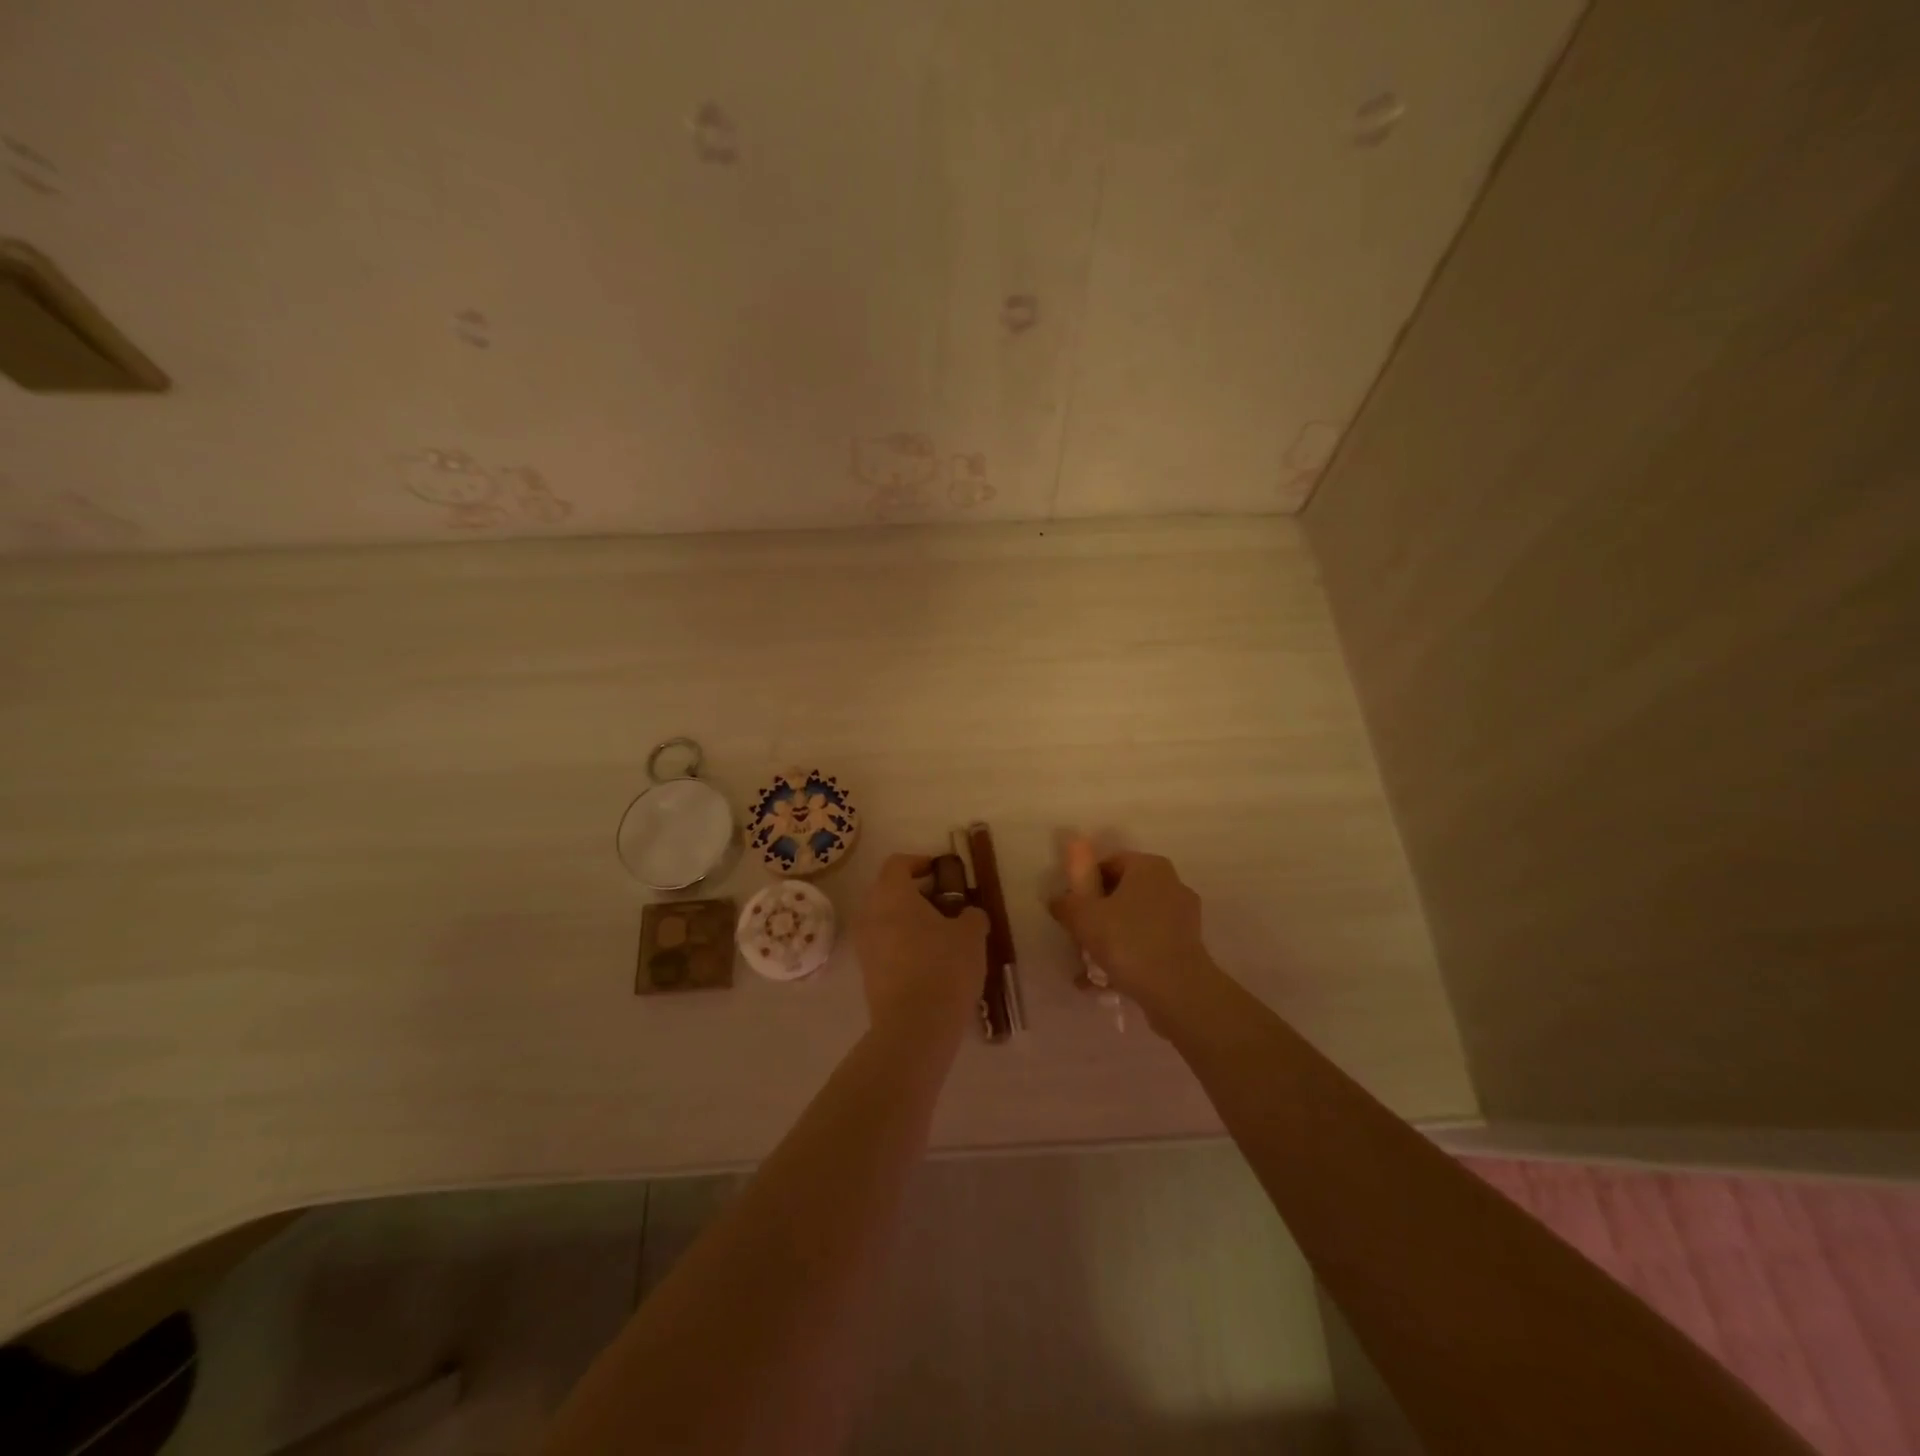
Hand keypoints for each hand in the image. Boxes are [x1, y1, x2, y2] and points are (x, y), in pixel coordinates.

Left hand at [852, 854, 988, 1043]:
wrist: (914, 1027)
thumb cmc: (944, 967)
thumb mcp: (971, 935)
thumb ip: (971, 915)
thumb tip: (968, 915)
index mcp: (892, 894)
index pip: (897, 863)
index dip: (919, 862)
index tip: (940, 870)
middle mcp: (870, 914)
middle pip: (887, 890)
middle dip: (914, 892)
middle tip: (943, 902)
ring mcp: (864, 946)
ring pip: (884, 920)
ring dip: (907, 920)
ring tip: (939, 934)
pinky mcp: (866, 973)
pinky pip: (884, 946)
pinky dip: (902, 944)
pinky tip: (928, 960)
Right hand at [1049, 850, 1218, 1025]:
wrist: (1177, 990)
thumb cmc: (1127, 940)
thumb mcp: (1083, 918)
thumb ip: (1065, 904)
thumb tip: (1057, 900)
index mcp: (1149, 866)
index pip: (1109, 864)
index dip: (1085, 884)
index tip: (1072, 908)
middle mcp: (1171, 884)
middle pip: (1123, 893)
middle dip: (1099, 915)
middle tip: (1079, 937)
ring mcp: (1184, 917)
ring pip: (1135, 922)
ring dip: (1112, 940)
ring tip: (1089, 968)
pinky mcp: (1188, 946)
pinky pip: (1149, 944)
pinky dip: (1130, 957)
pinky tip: (1108, 981)